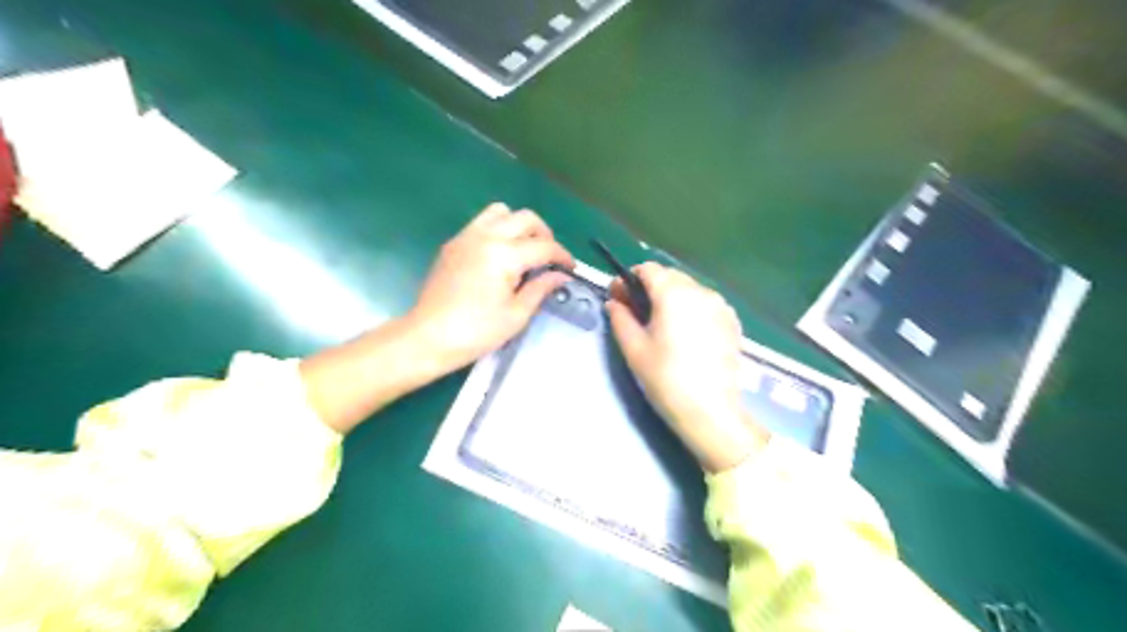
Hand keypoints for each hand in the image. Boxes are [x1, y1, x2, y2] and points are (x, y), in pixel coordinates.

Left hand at [411, 203, 574, 375]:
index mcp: (504, 255)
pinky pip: (482, 222)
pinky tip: (500, 256)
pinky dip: (498, 230)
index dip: (563, 256)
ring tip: (524, 250)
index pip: (544, 246)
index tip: (570, 269)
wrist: (428, 337)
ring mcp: (466, 236)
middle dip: (544, 235)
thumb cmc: (476, 332)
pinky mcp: (453, 243)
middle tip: (549, 258)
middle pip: (526, 218)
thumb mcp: (516, 315)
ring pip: (501, 212)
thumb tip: (561, 276)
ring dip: (519, 226)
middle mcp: (486, 236)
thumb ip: (541, 288)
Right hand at [607, 262, 765, 472]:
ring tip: (660, 324)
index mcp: (674, 293)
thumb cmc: (665, 378)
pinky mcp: (732, 322)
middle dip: (649, 288)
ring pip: (689, 289)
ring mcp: (721, 306)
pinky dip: (690, 309)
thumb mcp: (634, 348)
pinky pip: (705, 304)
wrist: (710, 411)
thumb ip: (620, 318)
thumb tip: (614, 303)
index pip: (648, 269)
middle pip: (669, 276)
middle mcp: (701, 291)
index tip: (618, 298)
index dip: (628, 279)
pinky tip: (684, 334)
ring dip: (670, 297)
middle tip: (634, 312)